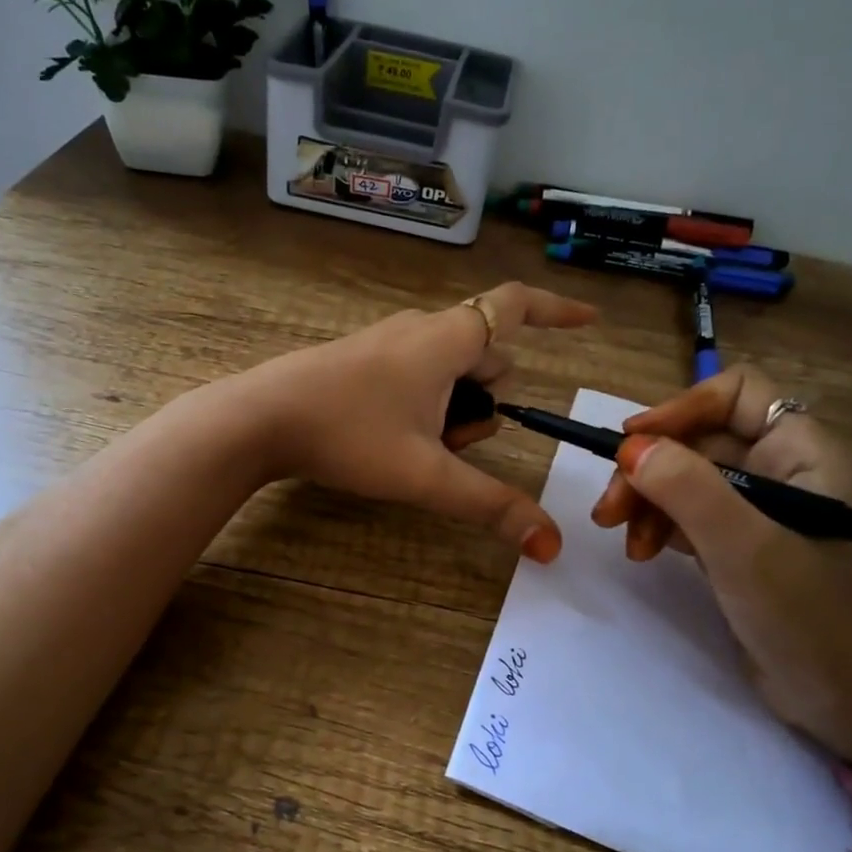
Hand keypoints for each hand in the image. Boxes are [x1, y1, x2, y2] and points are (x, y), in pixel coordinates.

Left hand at [236, 282, 596, 560]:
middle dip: (487, 402)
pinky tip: (394, 437)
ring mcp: (389, 340)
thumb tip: (551, 545)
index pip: (516, 306)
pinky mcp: (364, 357)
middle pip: (486, 355)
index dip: (557, 311)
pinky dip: (427, 402)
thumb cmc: (348, 435)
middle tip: (452, 446)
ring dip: (455, 408)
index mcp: (447, 339)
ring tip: (419, 448)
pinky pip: (419, 371)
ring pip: (451, 367)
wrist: (260, 418)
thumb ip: (490, 506)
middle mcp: (422, 329)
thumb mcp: (426, 475)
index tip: (590, 320)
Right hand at [589, 365, 851, 762]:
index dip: (683, 407)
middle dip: (649, 467)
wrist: (847, 704)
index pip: (737, 394)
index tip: (634, 442)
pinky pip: (686, 513)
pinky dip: (657, 525)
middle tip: (609, 509)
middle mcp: (780, 471)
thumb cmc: (808, 617)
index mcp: (801, 453)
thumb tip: (630, 447)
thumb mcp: (745, 548)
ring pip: (685, 477)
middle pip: (698, 438)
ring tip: (623, 538)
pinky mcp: (737, 545)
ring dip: (645, 500)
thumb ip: (690, 490)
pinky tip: (643, 552)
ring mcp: (758, 510)